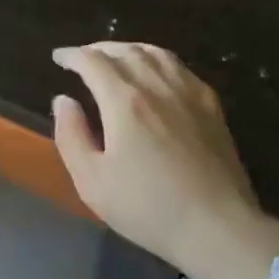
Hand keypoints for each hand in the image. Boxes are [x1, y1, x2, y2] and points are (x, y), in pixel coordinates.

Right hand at [52, 42, 278, 278]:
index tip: (59, 58)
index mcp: (124, 101)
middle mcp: (156, 86)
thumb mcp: (92, 181)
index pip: (92, 61)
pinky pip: (180, 67)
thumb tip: (63, 100)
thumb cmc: (148, 208)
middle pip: (124, 50)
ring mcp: (188, 93)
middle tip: (82, 58)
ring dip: (128, 49)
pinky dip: (159, 59)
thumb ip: (71, 136)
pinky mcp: (211, 107)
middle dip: (98, 49)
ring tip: (116, 57)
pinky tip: (156, 72)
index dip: (72, 55)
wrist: (219, 230)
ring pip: (154, 53)